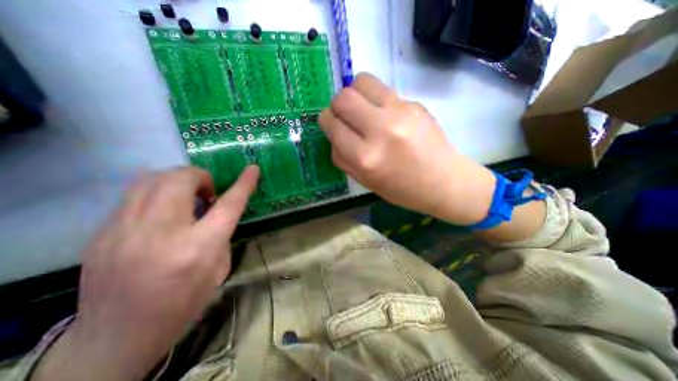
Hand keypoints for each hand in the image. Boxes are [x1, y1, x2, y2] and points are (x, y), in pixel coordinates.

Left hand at [33, 165, 261, 380]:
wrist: (116, 338)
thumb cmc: (183, 303)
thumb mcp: (219, 269)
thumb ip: (221, 234)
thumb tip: (215, 211)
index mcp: (198, 248)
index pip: (228, 205)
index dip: (244, 183)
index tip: (253, 169)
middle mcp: (161, 233)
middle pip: (181, 179)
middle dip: (201, 176)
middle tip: (208, 193)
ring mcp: (123, 231)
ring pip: (151, 178)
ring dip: (177, 180)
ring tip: (185, 196)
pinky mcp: (100, 233)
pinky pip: (134, 195)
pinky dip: (157, 193)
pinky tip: (162, 212)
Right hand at [322, 74, 496, 223]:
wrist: (444, 181)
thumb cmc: (401, 189)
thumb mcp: (365, 181)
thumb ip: (343, 158)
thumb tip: (334, 135)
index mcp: (365, 157)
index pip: (332, 124)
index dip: (326, 122)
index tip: (331, 125)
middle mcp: (380, 130)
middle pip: (343, 98)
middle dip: (336, 106)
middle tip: (345, 116)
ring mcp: (400, 112)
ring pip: (362, 81)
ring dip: (355, 94)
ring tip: (362, 109)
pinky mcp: (414, 103)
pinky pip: (383, 90)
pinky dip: (376, 99)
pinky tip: (386, 115)